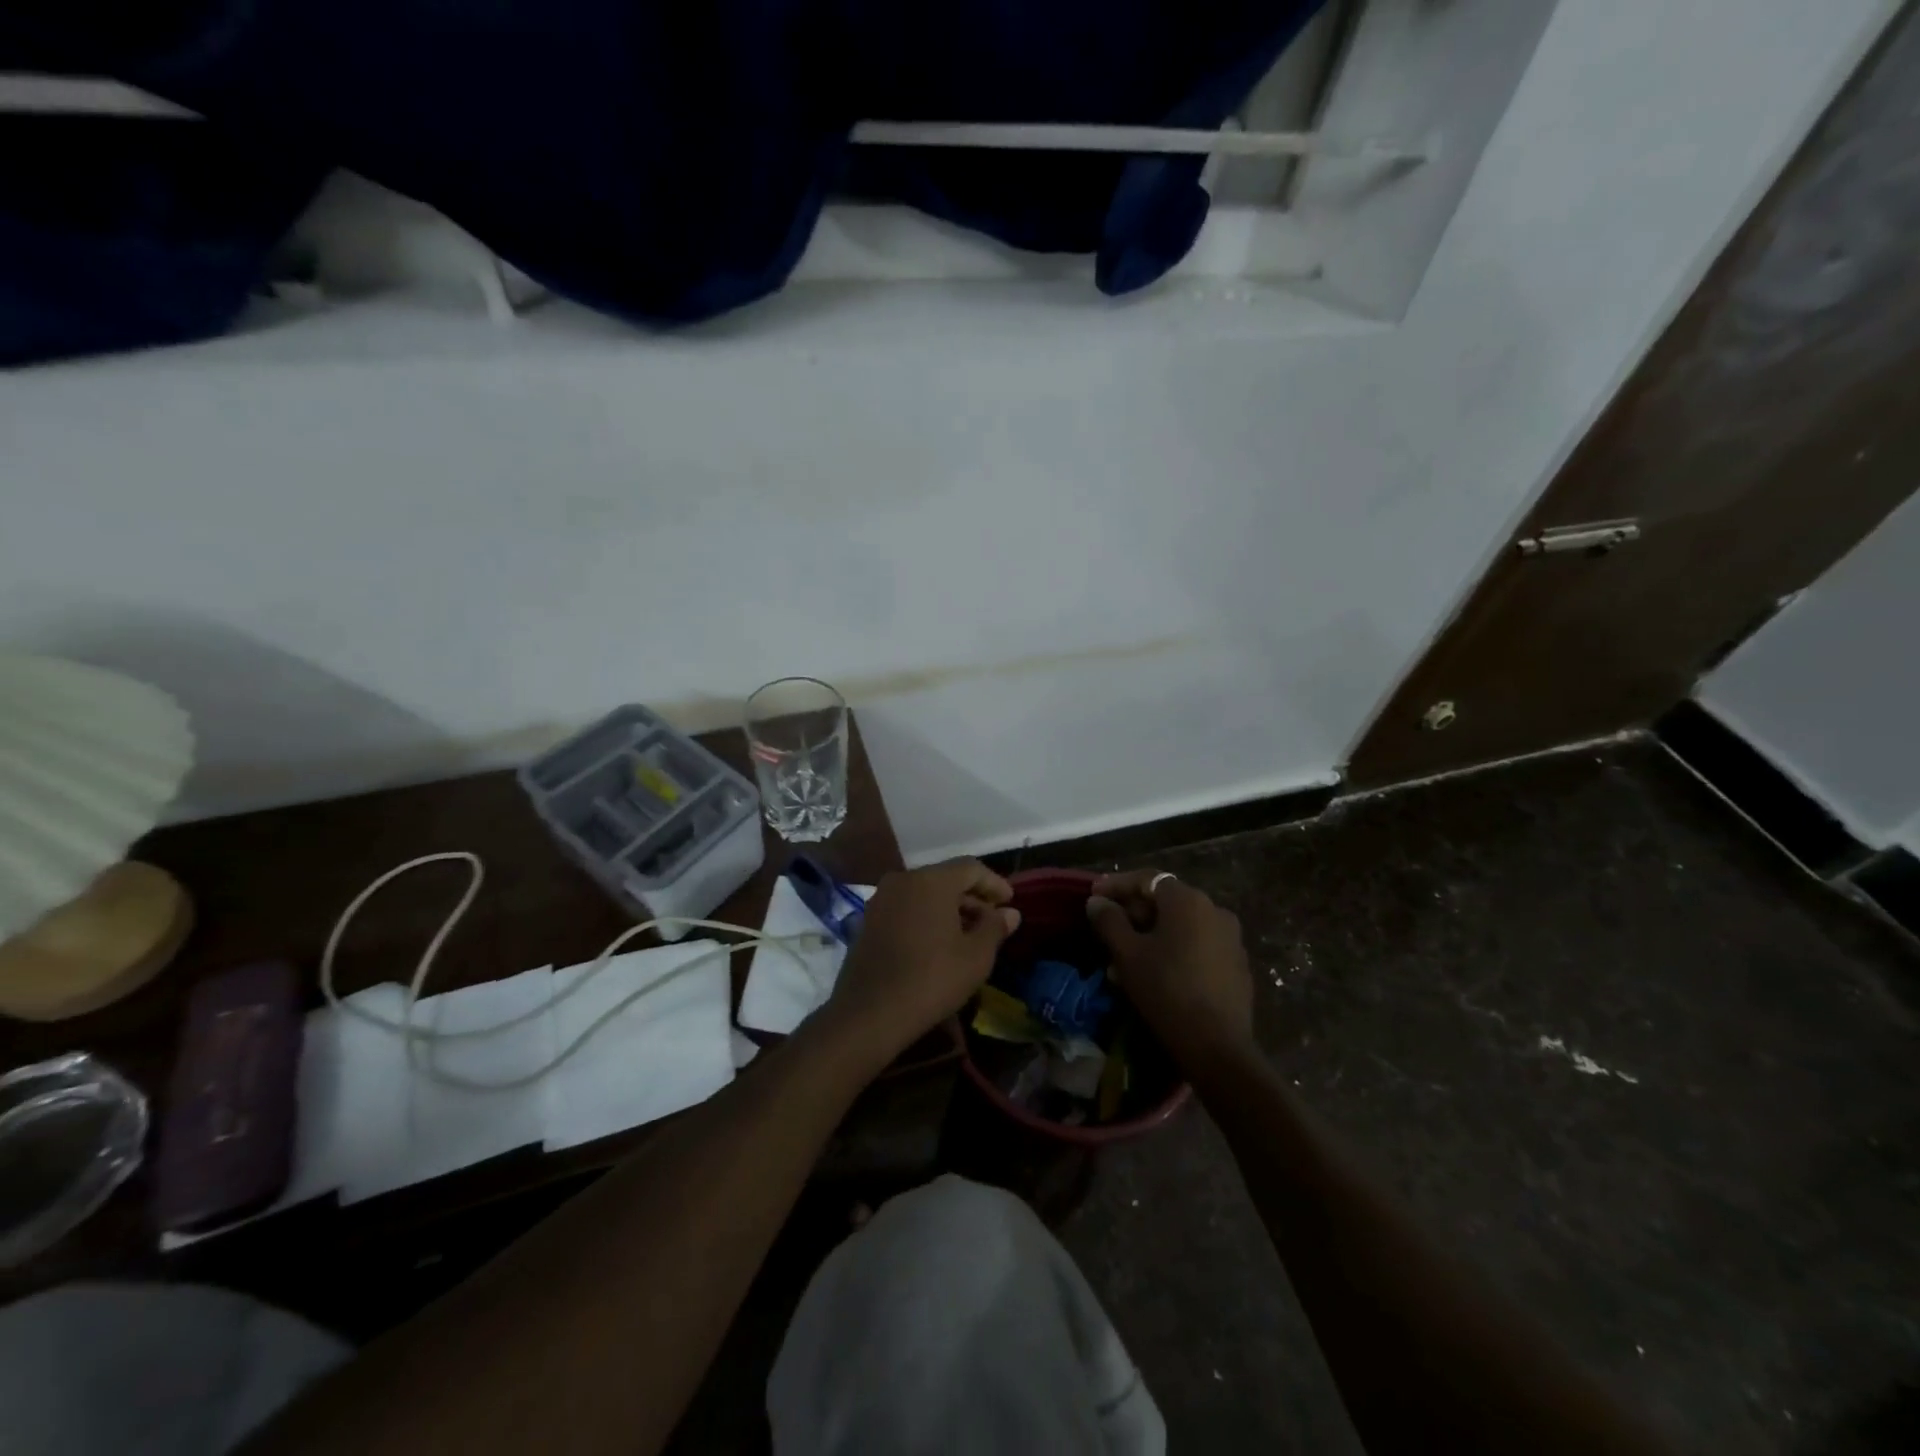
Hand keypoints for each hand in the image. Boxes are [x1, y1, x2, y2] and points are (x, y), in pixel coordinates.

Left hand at [819, 859, 1019, 1071]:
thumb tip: (1010, 913)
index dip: (994, 883)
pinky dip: (926, 917)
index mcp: (931, 880)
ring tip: (969, 935)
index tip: (1010, 902)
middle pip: (946, 879)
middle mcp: (903, 880)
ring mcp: (881, 899)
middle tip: (992, 922)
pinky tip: (938, 943)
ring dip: (949, 909)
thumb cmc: (932, 979)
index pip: (971, 868)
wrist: (870, 1013)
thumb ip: (995, 927)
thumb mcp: (976, 956)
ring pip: (924, 894)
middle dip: (972, 898)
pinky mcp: (868, 920)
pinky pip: (906, 908)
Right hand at [1087, 870, 1254, 1065]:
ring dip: (1149, 937)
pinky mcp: (1236, 966)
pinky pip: (1197, 947)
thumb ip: (1109, 921)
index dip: (1116, 885)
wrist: (1217, 1047)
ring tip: (1122, 963)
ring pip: (1180, 928)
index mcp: (1188, 901)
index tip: (1093, 896)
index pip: (1147, 879)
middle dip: (1132, 915)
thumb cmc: (1166, 990)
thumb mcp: (1128, 954)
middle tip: (1106, 932)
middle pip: (1165, 902)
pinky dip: (1172, 952)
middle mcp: (1215, 911)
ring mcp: (1230, 939)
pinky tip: (1152, 976)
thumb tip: (1097, 902)